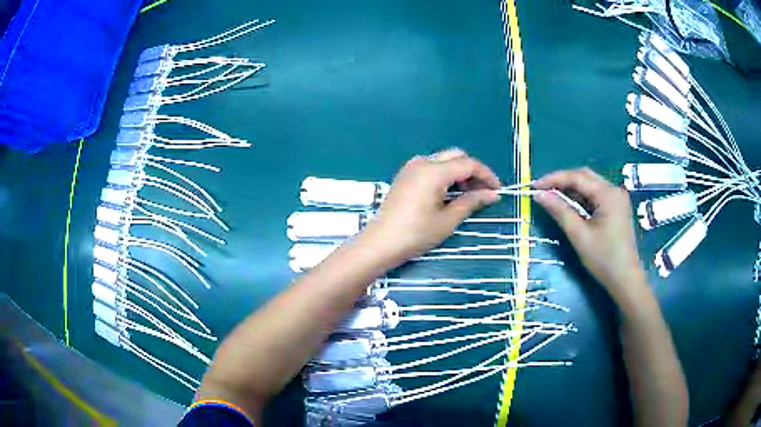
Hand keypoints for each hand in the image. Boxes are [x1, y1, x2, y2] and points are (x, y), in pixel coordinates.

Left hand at [360, 148, 500, 265]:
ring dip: (459, 172)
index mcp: (434, 171)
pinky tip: (448, 193)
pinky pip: (431, 166)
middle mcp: (422, 162)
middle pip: (456, 156)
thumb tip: (492, 194)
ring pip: (443, 159)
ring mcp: (411, 167)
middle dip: (473, 171)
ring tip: (467, 195)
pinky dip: (445, 174)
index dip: (486, 175)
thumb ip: (471, 202)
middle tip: (482, 193)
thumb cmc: (416, 234)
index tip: (497, 191)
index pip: (468, 164)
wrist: (381, 243)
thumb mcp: (448, 220)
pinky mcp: (405, 175)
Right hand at [533, 168, 646, 301]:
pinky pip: (595, 195)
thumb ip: (560, 211)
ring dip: (571, 189)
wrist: (625, 279)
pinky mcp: (616, 208)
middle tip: (542, 191)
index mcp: (608, 194)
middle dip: (562, 181)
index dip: (554, 179)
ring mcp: (617, 198)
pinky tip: (569, 205)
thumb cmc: (603, 259)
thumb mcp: (579, 235)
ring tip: (552, 197)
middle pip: (585, 176)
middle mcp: (614, 190)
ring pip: (590, 185)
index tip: (534, 186)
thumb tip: (539, 195)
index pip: (577, 177)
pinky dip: (581, 198)